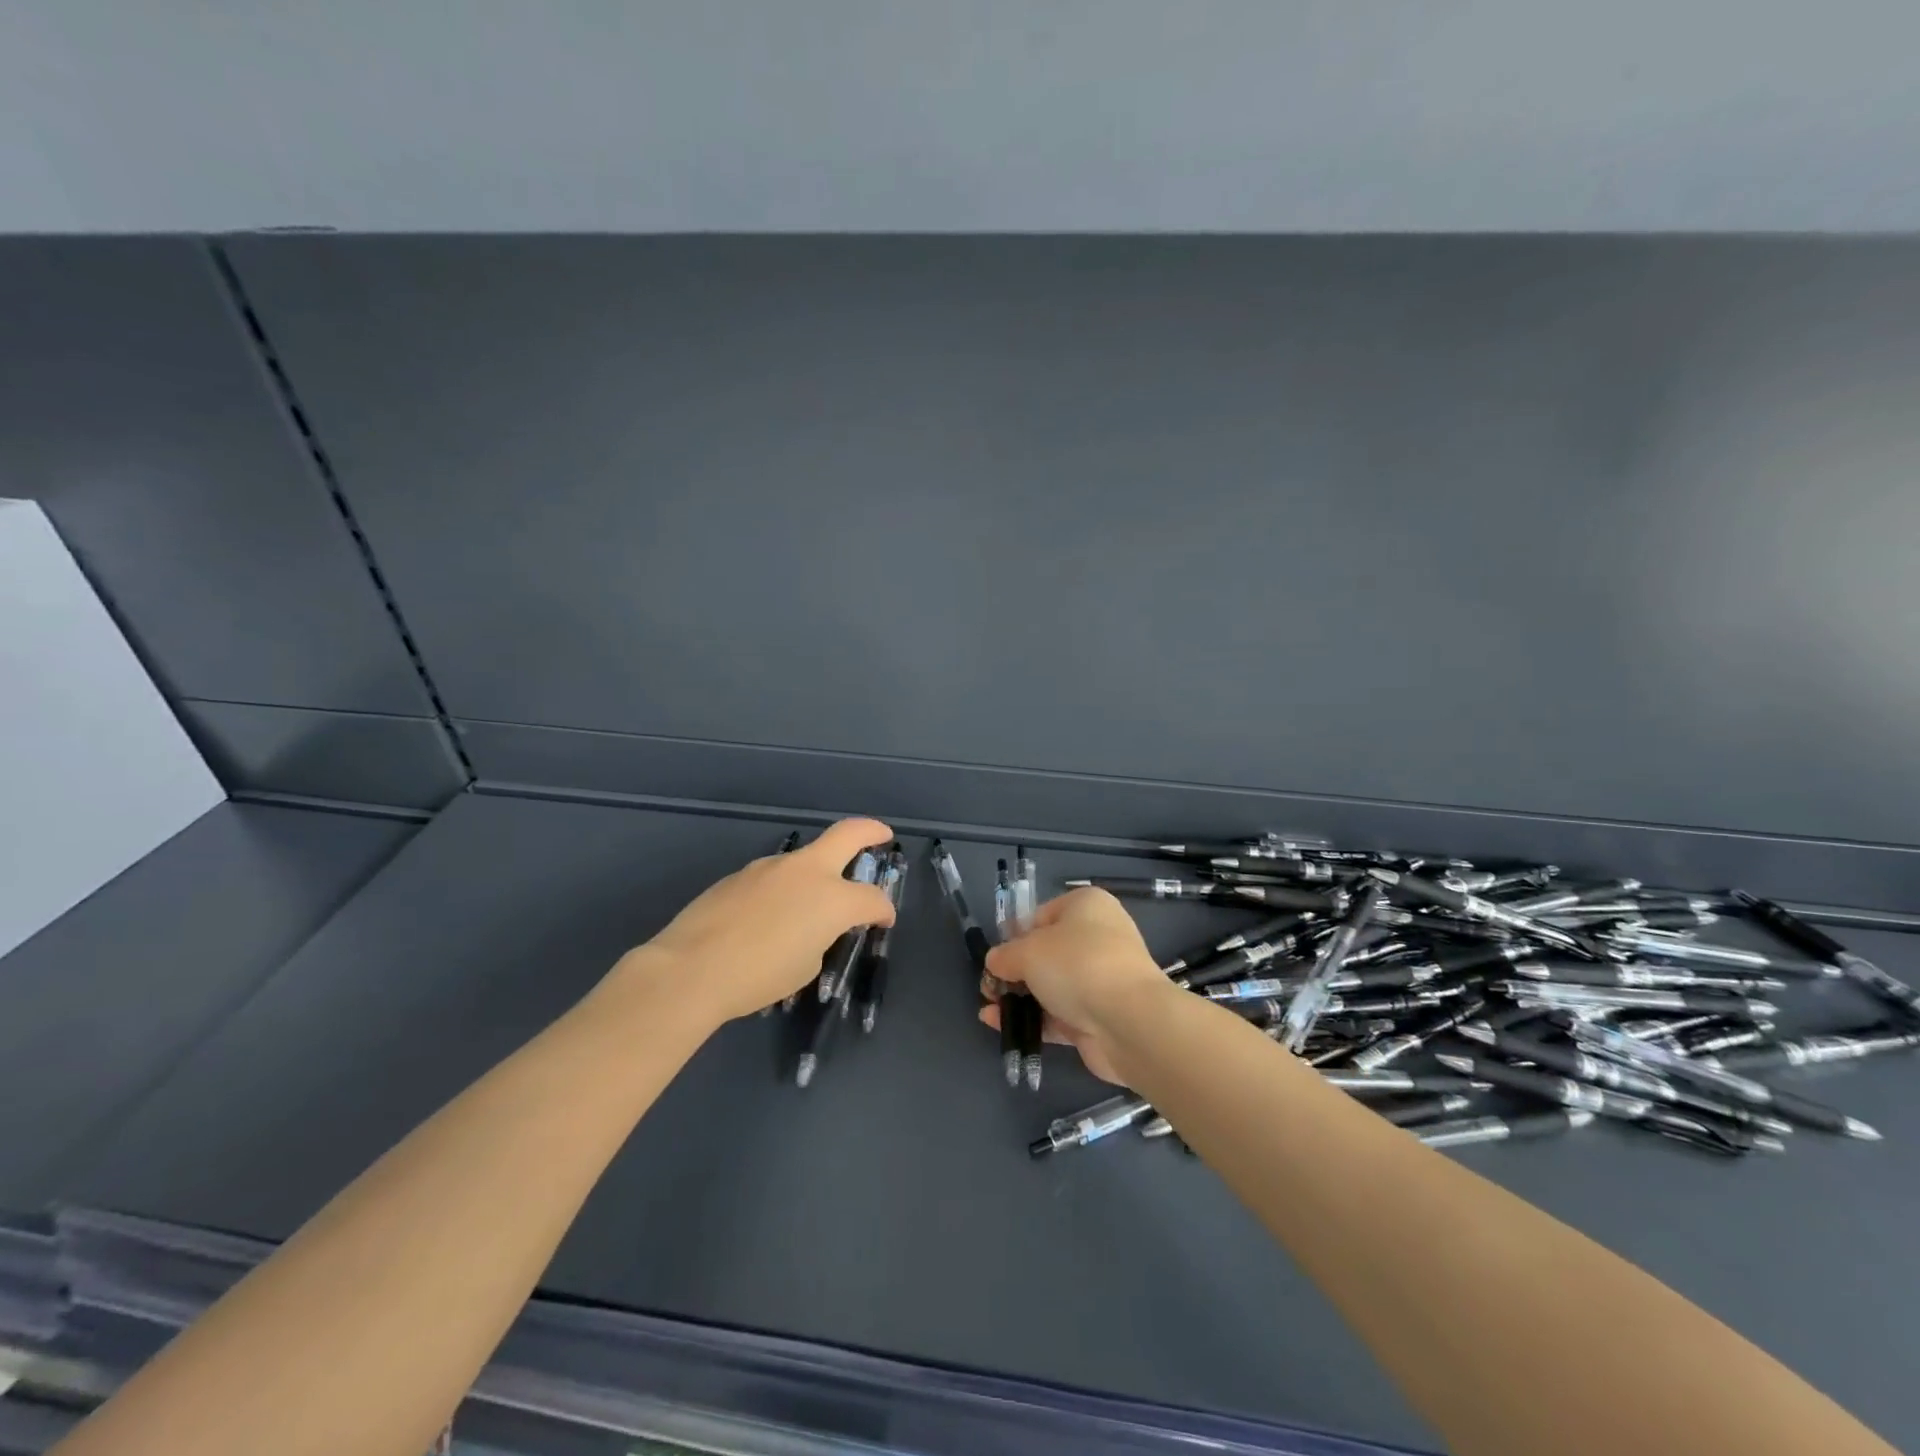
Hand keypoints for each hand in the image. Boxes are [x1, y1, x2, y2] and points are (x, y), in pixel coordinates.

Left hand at [613, 818, 896, 1023]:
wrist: (691, 969)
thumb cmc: (759, 976)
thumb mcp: (806, 966)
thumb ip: (820, 938)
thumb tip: (812, 928)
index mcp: (832, 898)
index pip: (872, 898)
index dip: (883, 910)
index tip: (884, 920)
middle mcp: (806, 871)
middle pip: (848, 834)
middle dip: (870, 832)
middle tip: (881, 836)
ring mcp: (770, 867)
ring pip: (805, 859)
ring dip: (817, 872)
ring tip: (807, 905)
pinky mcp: (740, 874)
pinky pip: (773, 877)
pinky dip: (782, 889)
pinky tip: (766, 918)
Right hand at [979, 888, 1171, 1083]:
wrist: (1128, 1021)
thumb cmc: (1077, 964)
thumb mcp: (1028, 951)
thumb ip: (1005, 955)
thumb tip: (995, 962)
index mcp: (1087, 906)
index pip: (1042, 915)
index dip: (1015, 935)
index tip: (997, 956)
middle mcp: (1098, 938)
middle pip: (1047, 952)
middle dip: (1014, 971)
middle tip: (989, 987)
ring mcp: (1101, 980)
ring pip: (1052, 985)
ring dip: (1020, 997)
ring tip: (989, 1009)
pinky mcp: (1099, 1016)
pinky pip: (1058, 1014)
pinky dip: (1032, 1019)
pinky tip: (999, 1026)